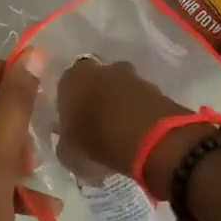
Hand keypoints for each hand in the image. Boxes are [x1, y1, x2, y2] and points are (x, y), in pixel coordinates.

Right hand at [55, 58, 204, 189]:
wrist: (152, 138)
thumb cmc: (100, 141)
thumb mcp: (70, 151)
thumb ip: (66, 141)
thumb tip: (68, 140)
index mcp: (73, 79)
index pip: (65, 87)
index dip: (70, 105)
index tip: (73, 124)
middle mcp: (101, 69)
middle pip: (95, 82)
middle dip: (96, 99)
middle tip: (96, 124)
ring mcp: (131, 75)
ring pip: (118, 88)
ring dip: (118, 103)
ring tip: (119, 129)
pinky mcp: (154, 86)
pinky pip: (138, 97)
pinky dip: (137, 109)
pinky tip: (136, 129)